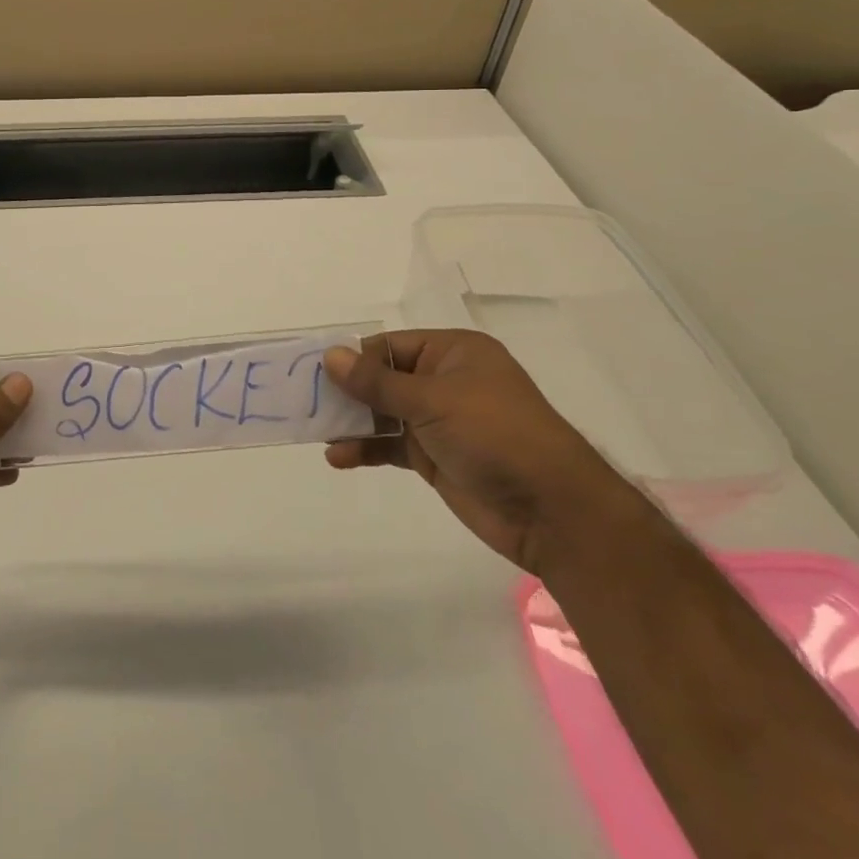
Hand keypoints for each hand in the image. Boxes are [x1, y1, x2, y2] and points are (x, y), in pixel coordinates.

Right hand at [323, 330, 636, 574]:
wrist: (553, 512)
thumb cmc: (496, 435)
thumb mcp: (433, 400)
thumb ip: (377, 382)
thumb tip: (330, 356)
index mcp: (453, 353)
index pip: (389, 346)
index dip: (353, 358)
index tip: (314, 372)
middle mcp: (444, 381)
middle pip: (382, 379)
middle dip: (347, 391)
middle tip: (305, 401)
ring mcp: (439, 421)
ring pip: (383, 414)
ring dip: (352, 423)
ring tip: (316, 431)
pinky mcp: (435, 457)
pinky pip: (390, 445)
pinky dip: (366, 449)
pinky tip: (339, 457)